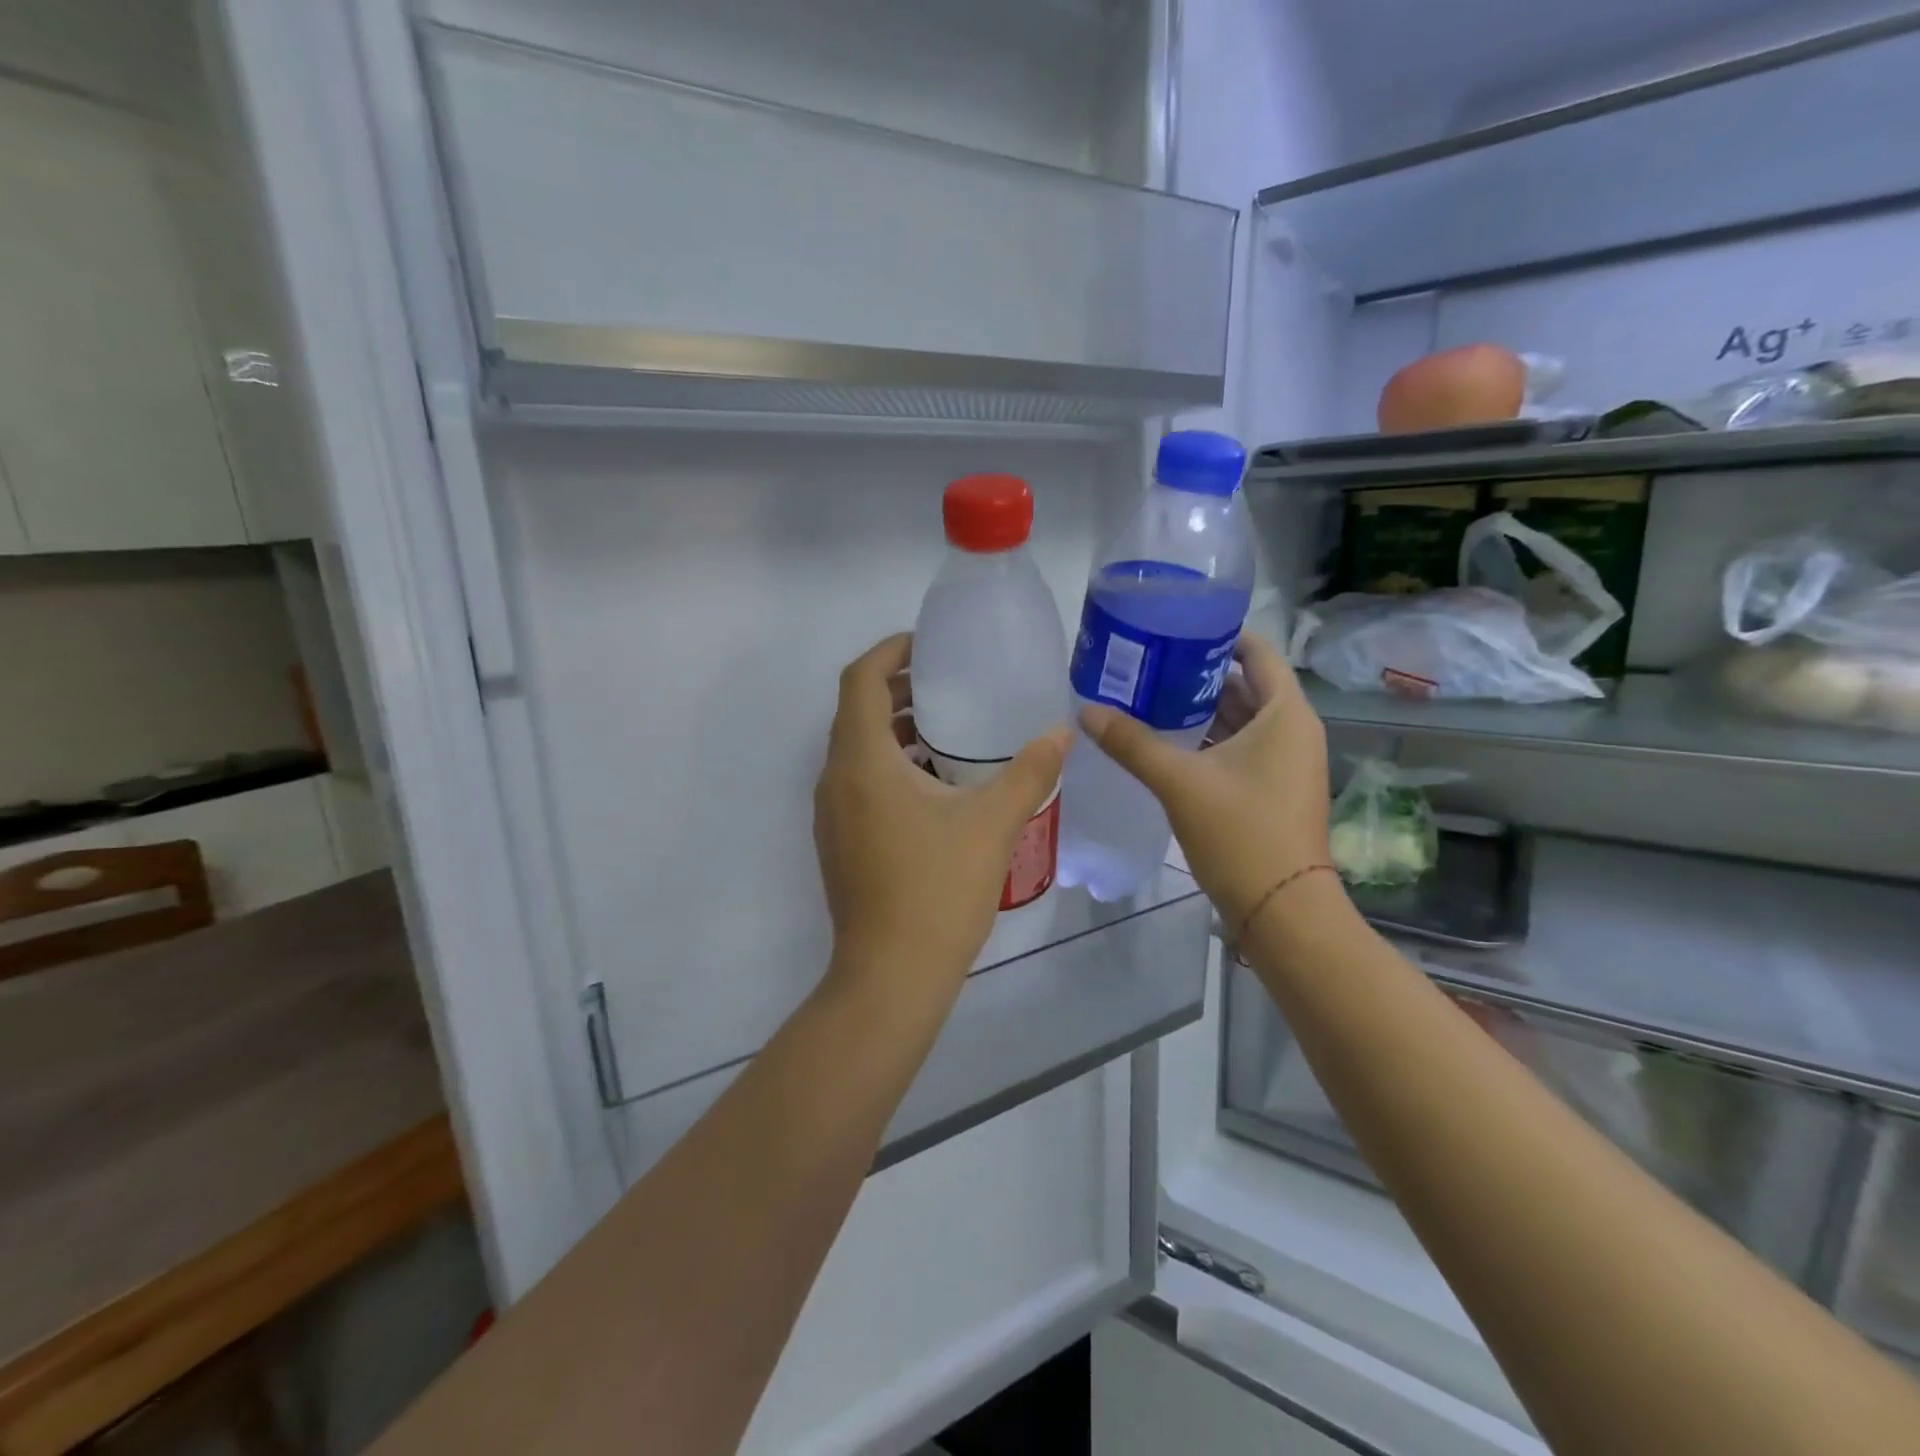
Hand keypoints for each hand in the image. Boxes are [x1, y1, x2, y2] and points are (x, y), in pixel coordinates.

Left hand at [814, 634, 1069, 1005]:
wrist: (891, 975)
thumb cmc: (937, 889)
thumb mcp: (993, 823)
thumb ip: (1030, 771)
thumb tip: (1062, 732)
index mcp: (862, 761)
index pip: (860, 680)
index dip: (889, 651)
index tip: (927, 644)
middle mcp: (835, 779)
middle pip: (856, 711)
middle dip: (897, 688)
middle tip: (947, 680)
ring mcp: (831, 814)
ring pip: (856, 749)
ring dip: (894, 729)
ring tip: (946, 726)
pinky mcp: (838, 841)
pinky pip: (858, 782)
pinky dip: (889, 764)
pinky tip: (934, 783)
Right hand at [1082, 633, 1331, 930]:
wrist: (1282, 910)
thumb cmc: (1241, 833)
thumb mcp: (1180, 782)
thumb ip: (1132, 743)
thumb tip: (1085, 712)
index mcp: (1286, 715)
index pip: (1258, 653)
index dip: (1219, 636)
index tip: (1175, 627)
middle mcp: (1293, 732)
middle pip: (1246, 686)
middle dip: (1199, 675)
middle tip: (1148, 664)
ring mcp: (1286, 764)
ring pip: (1241, 721)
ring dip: (1200, 711)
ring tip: (1148, 697)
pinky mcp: (1273, 791)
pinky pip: (1240, 750)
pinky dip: (1208, 741)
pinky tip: (1166, 743)